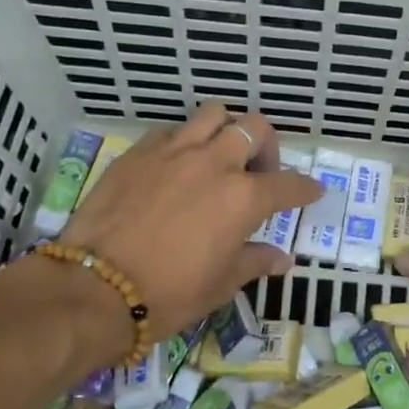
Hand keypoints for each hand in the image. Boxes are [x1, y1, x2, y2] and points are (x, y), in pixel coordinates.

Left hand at [53, 105, 321, 342]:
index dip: (305, 188)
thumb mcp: (221, 284)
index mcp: (244, 197)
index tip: (312, 191)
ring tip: (219, 155)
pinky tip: (176, 165)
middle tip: (258, 172)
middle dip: (266, 146)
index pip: (289, 184)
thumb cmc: (169, 293)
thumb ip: (255, 261)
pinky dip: (184, 141)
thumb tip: (282, 259)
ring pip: (213, 114)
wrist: (96, 288)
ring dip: (225, 130)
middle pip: (255, 128)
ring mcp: (174, 151)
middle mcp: (214, 163)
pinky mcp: (138, 152)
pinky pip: (171, 130)